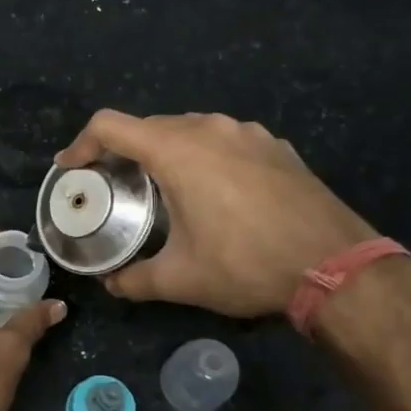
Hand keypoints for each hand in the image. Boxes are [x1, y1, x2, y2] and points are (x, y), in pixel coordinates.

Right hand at [54, 110, 376, 317]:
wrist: (337, 266)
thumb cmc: (246, 265)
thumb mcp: (180, 279)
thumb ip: (134, 280)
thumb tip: (111, 285)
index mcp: (177, 150)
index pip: (110, 125)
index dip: (81, 144)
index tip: (72, 169)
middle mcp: (210, 128)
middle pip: (149, 126)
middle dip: (123, 152)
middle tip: (114, 186)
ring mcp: (249, 133)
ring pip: (190, 130)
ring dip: (166, 153)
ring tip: (162, 189)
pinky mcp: (276, 146)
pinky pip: (225, 141)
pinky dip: (205, 157)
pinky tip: (215, 193)